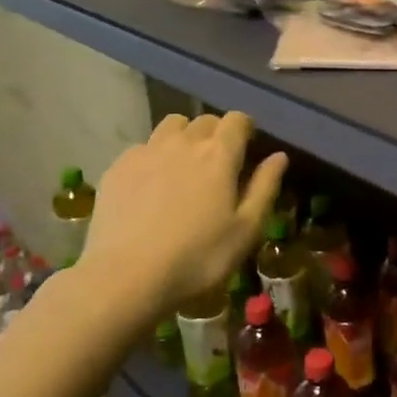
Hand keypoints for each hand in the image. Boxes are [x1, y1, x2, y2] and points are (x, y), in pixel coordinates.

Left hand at [83, 112, 287, 308]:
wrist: (126, 277)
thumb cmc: (197, 258)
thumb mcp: (245, 230)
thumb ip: (265, 187)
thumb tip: (279, 156)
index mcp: (219, 154)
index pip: (237, 120)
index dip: (245, 128)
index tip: (247, 147)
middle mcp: (183, 143)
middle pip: (204, 120)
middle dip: (215, 133)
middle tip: (217, 163)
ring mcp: (146, 152)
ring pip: (171, 126)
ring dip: (183, 137)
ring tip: (183, 166)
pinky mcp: (117, 167)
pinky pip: (142, 147)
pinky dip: (153, 156)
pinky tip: (150, 186)